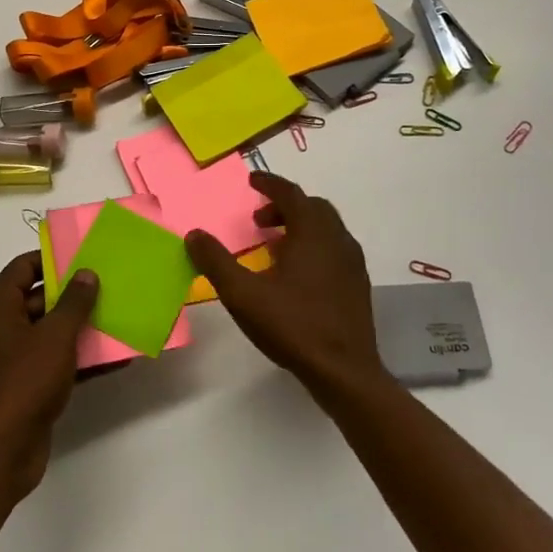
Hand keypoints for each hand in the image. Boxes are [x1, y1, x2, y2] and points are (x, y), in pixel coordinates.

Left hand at [0, 252, 97, 499]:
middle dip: (75, 294)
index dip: (53, 258)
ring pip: (51, 332)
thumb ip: (74, 302)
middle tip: (111, 284)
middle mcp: (1, 326)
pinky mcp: (27, 385)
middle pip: (40, 298)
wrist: (0, 452)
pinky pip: (57, 361)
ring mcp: (13, 358)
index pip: (23, 267)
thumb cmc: (23, 382)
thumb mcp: (54, 336)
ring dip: (82, 327)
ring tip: (120, 315)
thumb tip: (87, 273)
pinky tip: (117, 357)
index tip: (86, 255)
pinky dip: (81, 358)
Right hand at [185, 172, 385, 400]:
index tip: (252, 181)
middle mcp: (337, 239)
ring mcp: (352, 262)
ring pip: (326, 228)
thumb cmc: (293, 326)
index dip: (269, 184)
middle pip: (311, 207)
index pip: (290, 194)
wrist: (344, 371)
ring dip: (299, 226)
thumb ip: (216, 261)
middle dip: (284, 205)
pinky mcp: (358, 284)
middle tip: (259, 218)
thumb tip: (194, 234)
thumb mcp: (242, 294)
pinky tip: (297, 273)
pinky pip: (334, 249)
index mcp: (312, 232)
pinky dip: (313, 245)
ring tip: (274, 246)